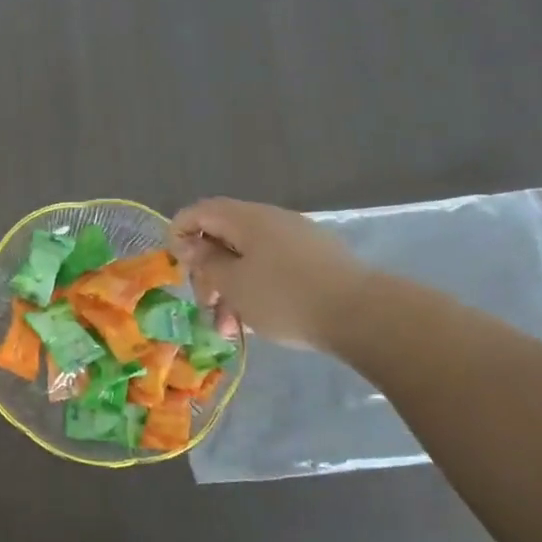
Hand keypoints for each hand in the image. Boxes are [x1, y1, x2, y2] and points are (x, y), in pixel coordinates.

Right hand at [169, 198, 371, 350]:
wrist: (362, 315)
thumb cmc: (284, 297)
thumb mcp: (233, 283)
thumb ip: (206, 262)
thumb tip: (190, 244)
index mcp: (246, 218)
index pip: (198, 211)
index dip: (179, 235)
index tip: (179, 269)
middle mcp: (270, 220)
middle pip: (222, 236)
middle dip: (208, 272)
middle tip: (207, 306)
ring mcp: (296, 239)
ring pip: (247, 258)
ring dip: (230, 290)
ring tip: (230, 329)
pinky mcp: (314, 260)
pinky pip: (271, 268)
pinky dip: (255, 290)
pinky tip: (256, 322)